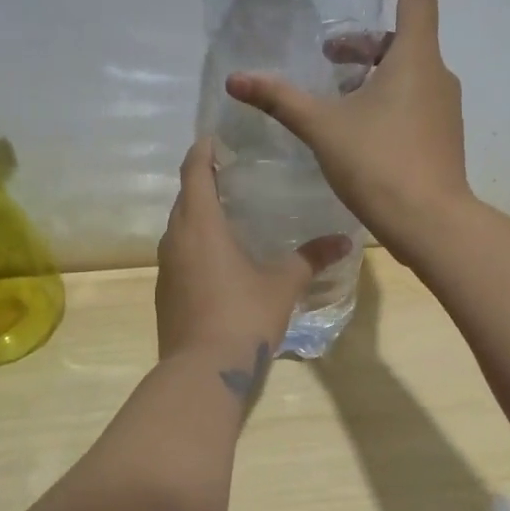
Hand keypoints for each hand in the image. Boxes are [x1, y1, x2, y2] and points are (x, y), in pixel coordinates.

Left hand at [156, 139, 350, 363]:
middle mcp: (175, 239)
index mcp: (200, 225)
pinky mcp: (164, 293)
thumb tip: (345, 239)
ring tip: (227, 211)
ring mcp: (165, 267)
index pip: (195, 172)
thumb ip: (311, 258)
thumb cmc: (243, 316)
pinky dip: (194, 243)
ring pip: (178, 227)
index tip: (215, 138)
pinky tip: (218, 257)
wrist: (202, 372)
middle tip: (232, 172)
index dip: (203, 151)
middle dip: (202, 180)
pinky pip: (178, 253)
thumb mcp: (283, 285)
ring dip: (196, 214)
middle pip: (184, 197)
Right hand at [226, 0, 471, 259]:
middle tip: (329, 54)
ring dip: (373, 70)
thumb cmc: (379, 164)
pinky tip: (357, 126)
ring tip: (335, 92)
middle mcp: (437, 75)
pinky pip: (414, 98)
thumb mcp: (322, 127)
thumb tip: (236, 80)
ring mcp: (444, 108)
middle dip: (364, 39)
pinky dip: (387, 95)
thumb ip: (280, 100)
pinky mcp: (442, 135)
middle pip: (405, 38)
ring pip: (409, 71)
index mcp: (415, 59)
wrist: (430, 223)